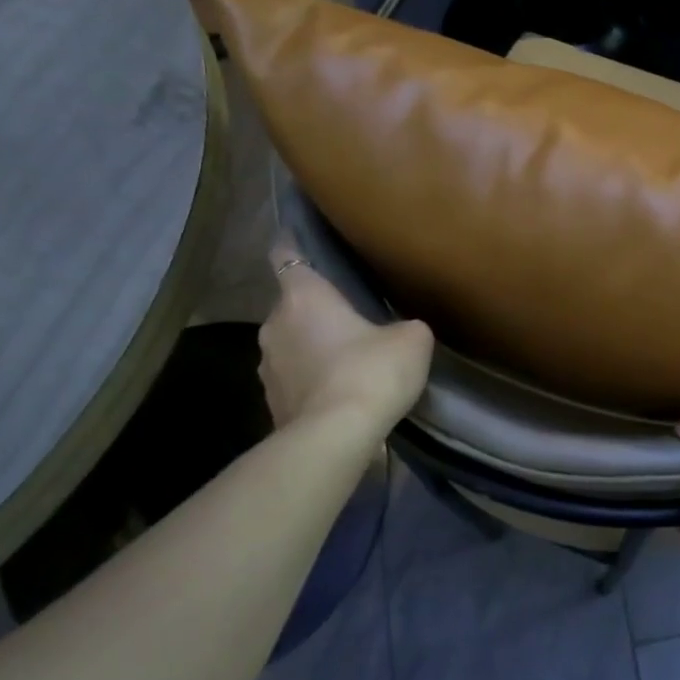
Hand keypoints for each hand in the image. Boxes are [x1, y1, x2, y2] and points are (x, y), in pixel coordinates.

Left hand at [260, 240, 432, 430]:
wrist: (336, 437)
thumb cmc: (371, 372)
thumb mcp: (412, 339)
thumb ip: (405, 325)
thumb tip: (401, 331)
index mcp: (303, 296)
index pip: (286, 253)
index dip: (295, 245)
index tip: (307, 243)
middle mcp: (274, 323)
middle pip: (292, 305)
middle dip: (316, 310)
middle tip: (351, 316)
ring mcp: (267, 366)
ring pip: (291, 344)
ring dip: (312, 347)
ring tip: (347, 360)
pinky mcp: (272, 402)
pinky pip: (294, 379)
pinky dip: (312, 380)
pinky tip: (340, 393)